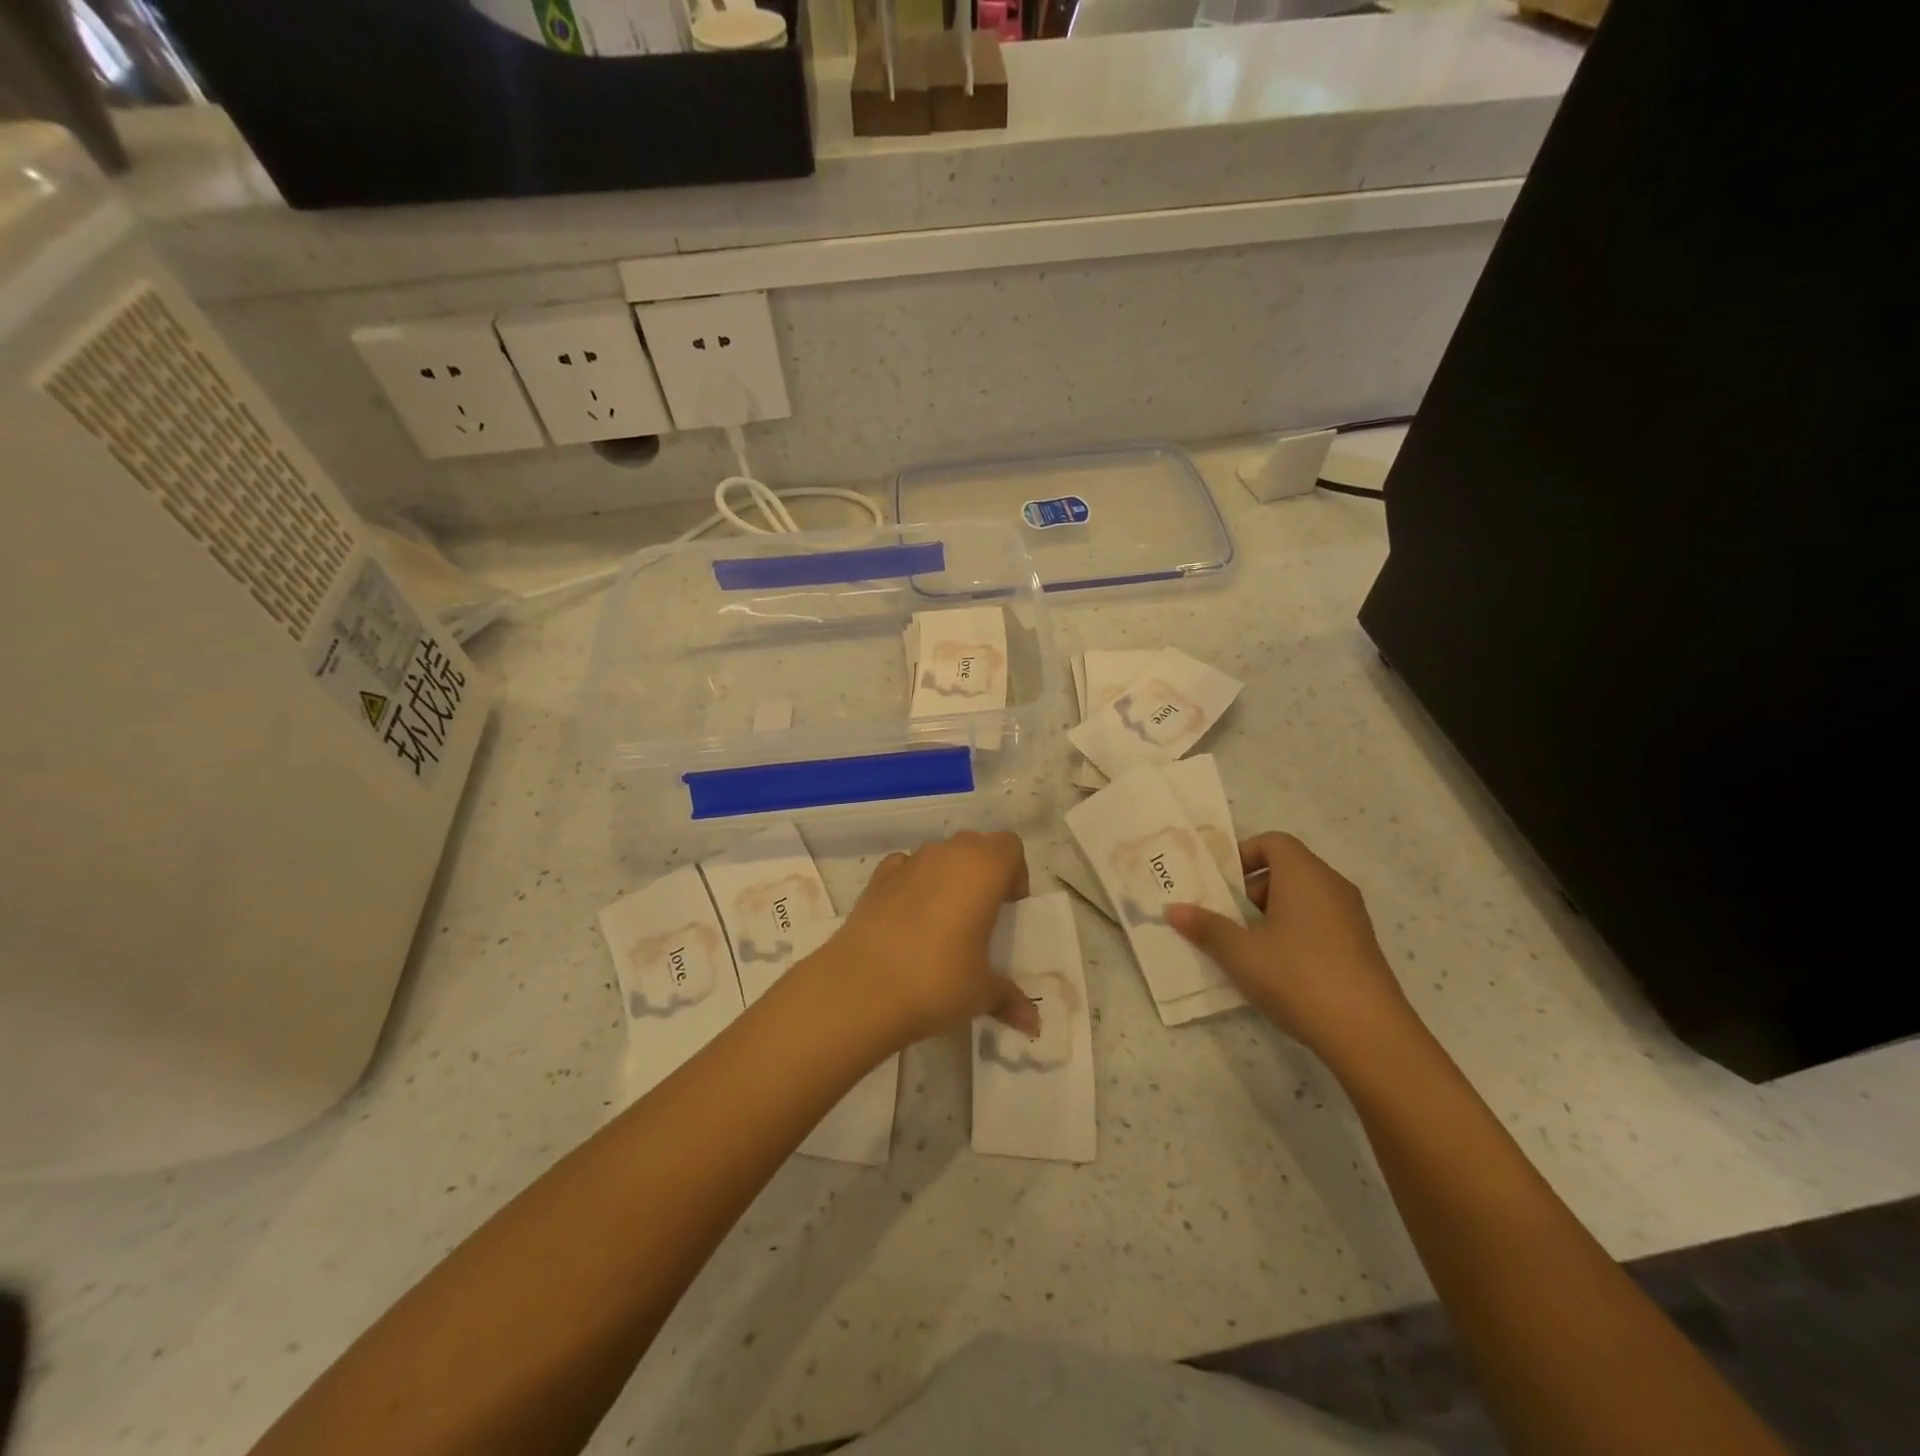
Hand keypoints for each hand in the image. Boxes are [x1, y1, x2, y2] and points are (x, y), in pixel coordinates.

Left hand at [809, 831, 1039, 1048]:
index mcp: (983, 869)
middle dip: (982, 871)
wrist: (862, 987)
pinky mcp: (877, 878)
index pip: (1010, 846)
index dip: (1015, 872)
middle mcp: (947, 854)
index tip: (1009, 907)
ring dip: (947, 876)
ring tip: (944, 920)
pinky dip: (912, 883)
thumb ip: (1010, 998)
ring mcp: (909, 862)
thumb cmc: (937, 980)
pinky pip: (904, 868)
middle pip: (975, 845)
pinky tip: (908, 918)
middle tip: (982, 913)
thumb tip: (1033, 1023)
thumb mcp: (982, 993)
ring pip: (939, 854)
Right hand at [1164, 833, 1417, 1066]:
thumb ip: (1205, 927)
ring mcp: (1351, 918)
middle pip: (1286, 870)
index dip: (1242, 855)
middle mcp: (1332, 886)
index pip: (1273, 842)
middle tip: (1224, 918)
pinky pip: (1319, 923)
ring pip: (1302, 899)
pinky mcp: (1360, 947)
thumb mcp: (1240, 952)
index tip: (1219, 884)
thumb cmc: (1297, 976)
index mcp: (1304, 874)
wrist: (1369, 1034)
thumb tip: (1172, 909)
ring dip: (1270, 914)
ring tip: (1245, 947)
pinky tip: (1277, 969)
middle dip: (1250, 889)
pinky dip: (1294, 933)